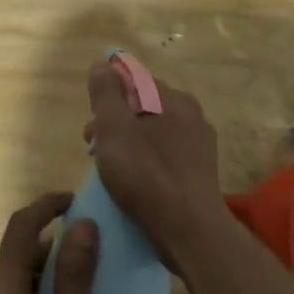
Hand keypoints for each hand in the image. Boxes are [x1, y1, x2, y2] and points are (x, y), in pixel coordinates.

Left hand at [0, 193, 98, 293]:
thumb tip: (82, 225)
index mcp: (1, 288)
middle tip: (88, 251)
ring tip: (78, 289)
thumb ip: (74, 277)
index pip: (22, 227)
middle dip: (51, 245)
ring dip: (41, 274)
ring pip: (11, 281)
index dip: (46, 206)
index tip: (74, 200)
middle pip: (16, 254)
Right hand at [86, 61, 226, 260]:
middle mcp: (190, 111)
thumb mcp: (113, 129)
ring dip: (130, 140)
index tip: (92, 124)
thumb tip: (102, 64)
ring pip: (154, 128)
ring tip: (113, 167)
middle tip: (94, 148)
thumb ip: (105, 94)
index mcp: (171, 97)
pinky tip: (138, 179)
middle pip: (143, 103)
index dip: (106, 95)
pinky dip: (148, 157)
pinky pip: (167, 150)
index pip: (132, 77)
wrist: (190, 229)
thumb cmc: (146, 175)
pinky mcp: (201, 167)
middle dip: (115, 120)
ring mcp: (200, 140)